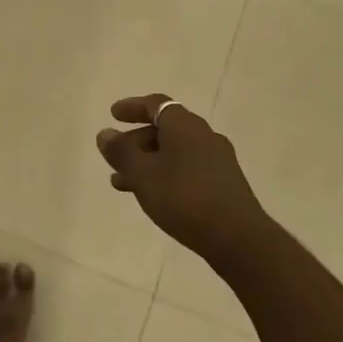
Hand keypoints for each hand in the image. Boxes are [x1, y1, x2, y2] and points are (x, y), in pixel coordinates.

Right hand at [96, 95, 272, 262]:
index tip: (113, 114)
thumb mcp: (143, 174)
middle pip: (165, 129)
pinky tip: (152, 196)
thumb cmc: (183, 198)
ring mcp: (216, 159)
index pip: (156, 104)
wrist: (236, 237)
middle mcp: (203, 135)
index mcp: (184, 125)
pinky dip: (164, 174)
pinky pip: (186, 168)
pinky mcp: (223, 182)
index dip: (132, 107)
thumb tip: (105, 133)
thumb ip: (121, 152)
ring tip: (121, 183)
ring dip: (147, 162)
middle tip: (113, 157)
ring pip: (174, 152)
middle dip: (135, 141)